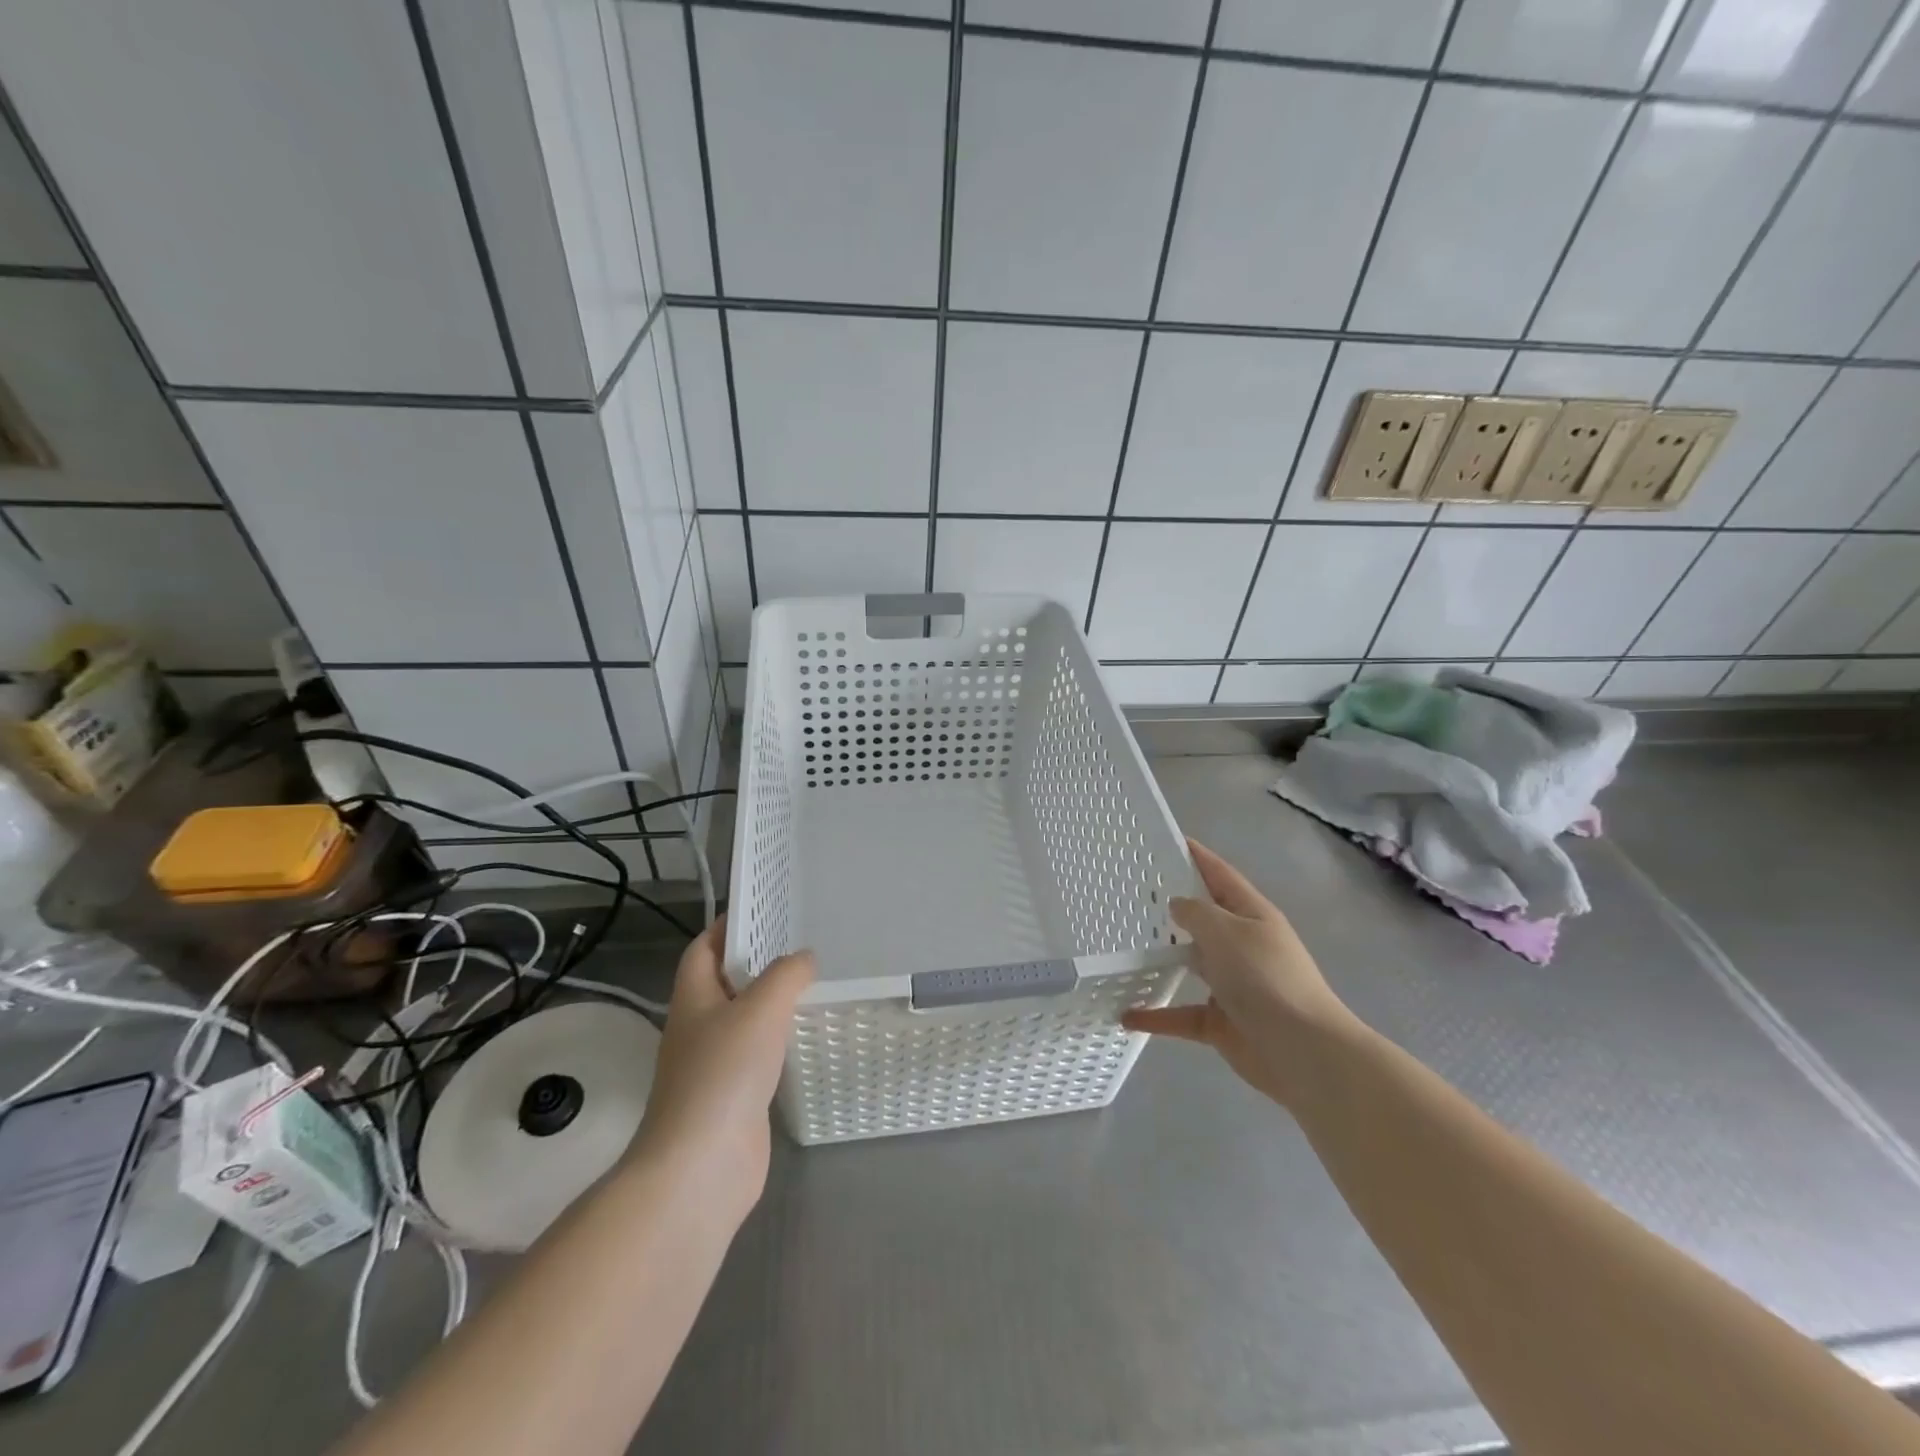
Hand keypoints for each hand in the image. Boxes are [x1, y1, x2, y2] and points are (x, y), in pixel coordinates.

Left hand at [629, 917, 813, 1225]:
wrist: (702, 1168)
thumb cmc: (724, 1074)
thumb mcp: (761, 1008)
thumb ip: (786, 974)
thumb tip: (805, 959)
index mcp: (693, 999)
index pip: (704, 949)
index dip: (727, 927)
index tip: (764, 911)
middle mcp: (699, 1028)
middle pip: (725, 983)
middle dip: (757, 963)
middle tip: (802, 944)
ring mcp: (715, 1066)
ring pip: (744, 1021)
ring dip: (772, 1003)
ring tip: (813, 984)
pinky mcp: (734, 1098)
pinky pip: (759, 1056)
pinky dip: (780, 1042)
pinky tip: (808, 1037)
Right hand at [1122, 840, 1356, 1108]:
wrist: (1302, 1052)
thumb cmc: (1266, 979)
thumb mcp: (1227, 932)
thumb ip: (1196, 913)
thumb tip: (1177, 905)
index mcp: (1251, 915)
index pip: (1220, 875)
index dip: (1197, 856)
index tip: (1166, 840)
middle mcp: (1242, 946)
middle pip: (1203, 919)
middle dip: (1171, 907)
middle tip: (1128, 893)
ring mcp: (1232, 985)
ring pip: (1190, 964)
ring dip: (1161, 959)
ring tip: (1121, 947)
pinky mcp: (1221, 1022)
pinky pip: (1181, 1014)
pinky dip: (1156, 1015)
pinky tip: (1126, 1015)